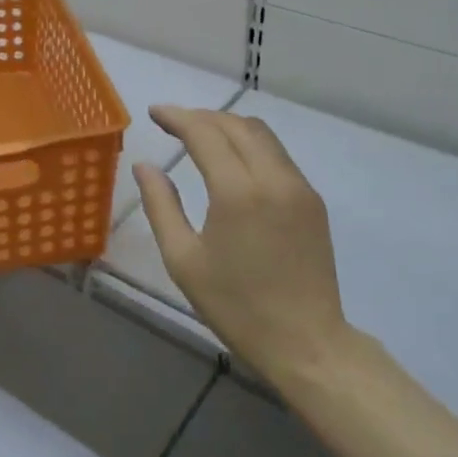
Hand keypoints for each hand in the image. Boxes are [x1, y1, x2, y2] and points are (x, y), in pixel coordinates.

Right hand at [134, 107, 353, 388]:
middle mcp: (273, 178)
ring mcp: (298, 187)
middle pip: (235, 125)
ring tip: (199, 135)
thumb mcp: (183, 260)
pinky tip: (232, 160)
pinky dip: (250, 143)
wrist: (307, 343)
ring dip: (227, 125)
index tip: (154, 112)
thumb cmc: (236, 306)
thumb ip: (161, 205)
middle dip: (201, 117)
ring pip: (261, 133)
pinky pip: (277, 154)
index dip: (177, 117)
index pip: (205, 133)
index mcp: (238, 192)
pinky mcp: (312, 200)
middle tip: (173, 123)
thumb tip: (145, 166)